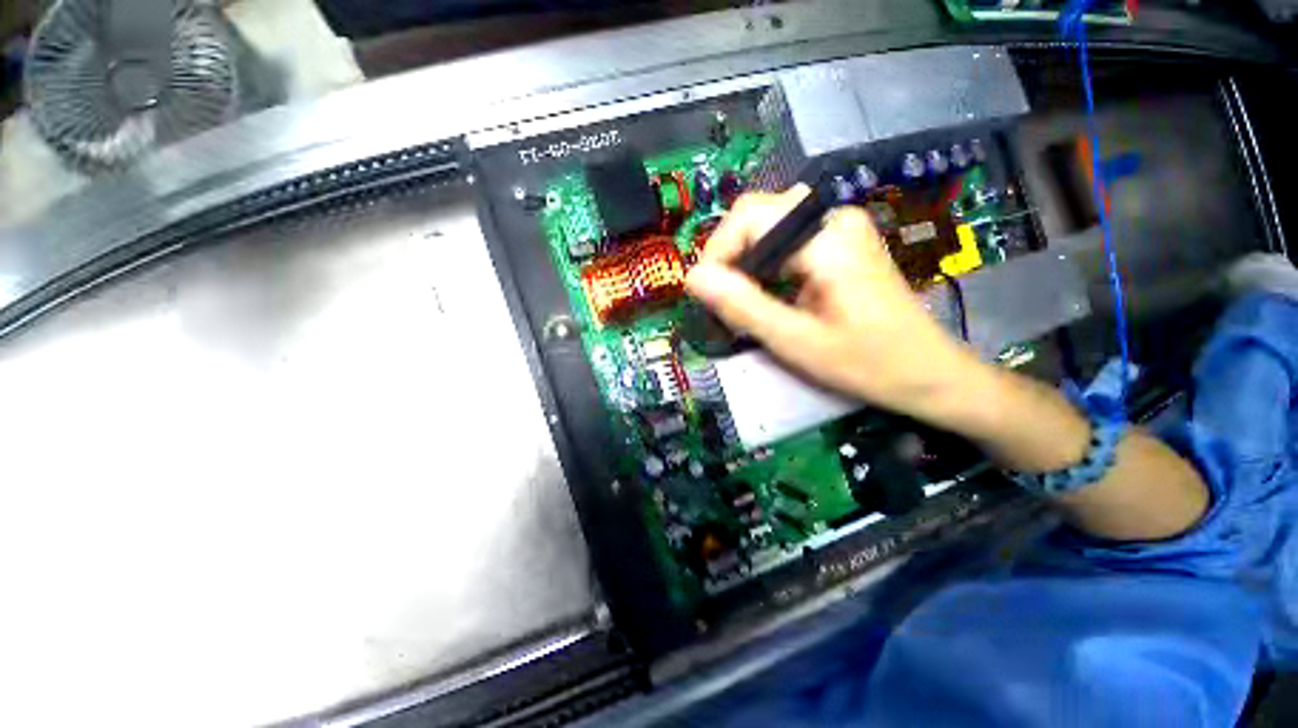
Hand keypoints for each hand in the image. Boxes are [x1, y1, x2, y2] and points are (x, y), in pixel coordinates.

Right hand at [685, 185, 983, 420]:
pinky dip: (765, 268)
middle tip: (725, 304)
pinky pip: (785, 243)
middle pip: (757, 218)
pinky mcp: (839, 243)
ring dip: (746, 266)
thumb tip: (692, 278)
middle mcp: (832, 218)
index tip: (707, 295)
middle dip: (730, 259)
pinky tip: (769, 298)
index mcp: (826, 236)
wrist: (928, 373)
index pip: (749, 216)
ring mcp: (838, 228)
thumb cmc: (866, 363)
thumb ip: (742, 306)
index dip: (717, 252)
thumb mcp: (795, 340)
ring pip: (768, 230)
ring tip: (744, 306)